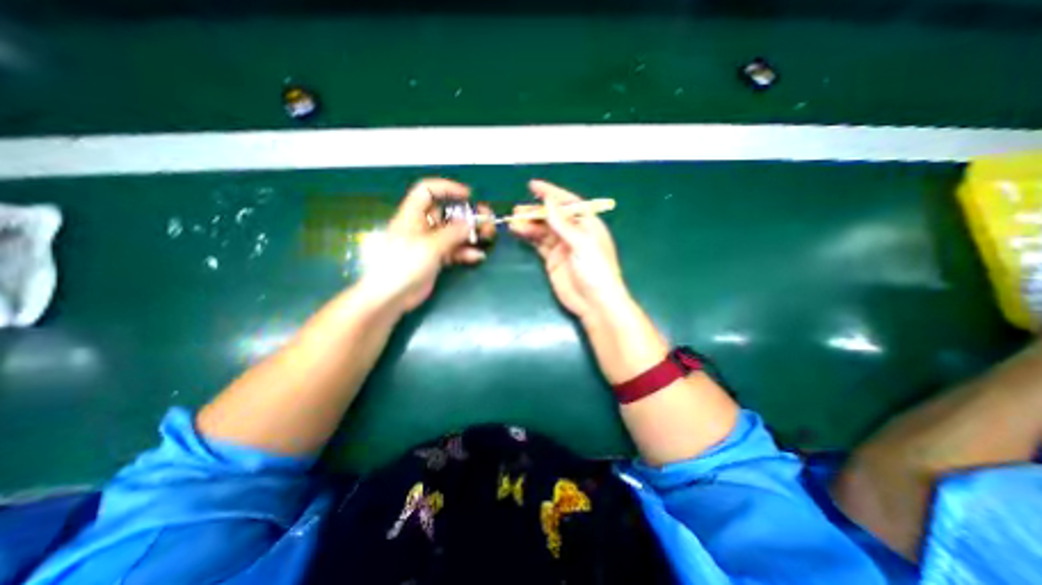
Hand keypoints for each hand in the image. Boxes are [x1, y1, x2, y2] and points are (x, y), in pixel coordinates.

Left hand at [358, 178, 490, 312]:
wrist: (392, 296)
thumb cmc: (404, 265)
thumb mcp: (430, 246)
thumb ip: (452, 233)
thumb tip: (471, 222)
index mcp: (413, 215)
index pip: (427, 191)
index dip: (447, 188)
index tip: (468, 195)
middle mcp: (422, 226)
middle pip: (447, 213)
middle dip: (467, 215)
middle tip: (486, 219)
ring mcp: (430, 243)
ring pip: (454, 232)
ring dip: (471, 234)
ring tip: (488, 236)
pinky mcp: (436, 259)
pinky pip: (454, 250)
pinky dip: (466, 252)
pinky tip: (477, 256)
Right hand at [506, 181, 626, 322]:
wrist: (595, 302)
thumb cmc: (596, 270)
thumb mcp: (582, 243)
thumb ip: (563, 223)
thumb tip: (549, 201)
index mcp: (587, 224)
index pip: (568, 203)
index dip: (551, 193)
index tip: (533, 186)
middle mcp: (574, 233)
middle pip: (553, 217)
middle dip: (536, 211)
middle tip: (517, 210)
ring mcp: (562, 247)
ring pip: (543, 230)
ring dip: (529, 225)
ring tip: (513, 222)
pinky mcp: (553, 260)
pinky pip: (539, 244)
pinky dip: (529, 237)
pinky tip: (518, 232)